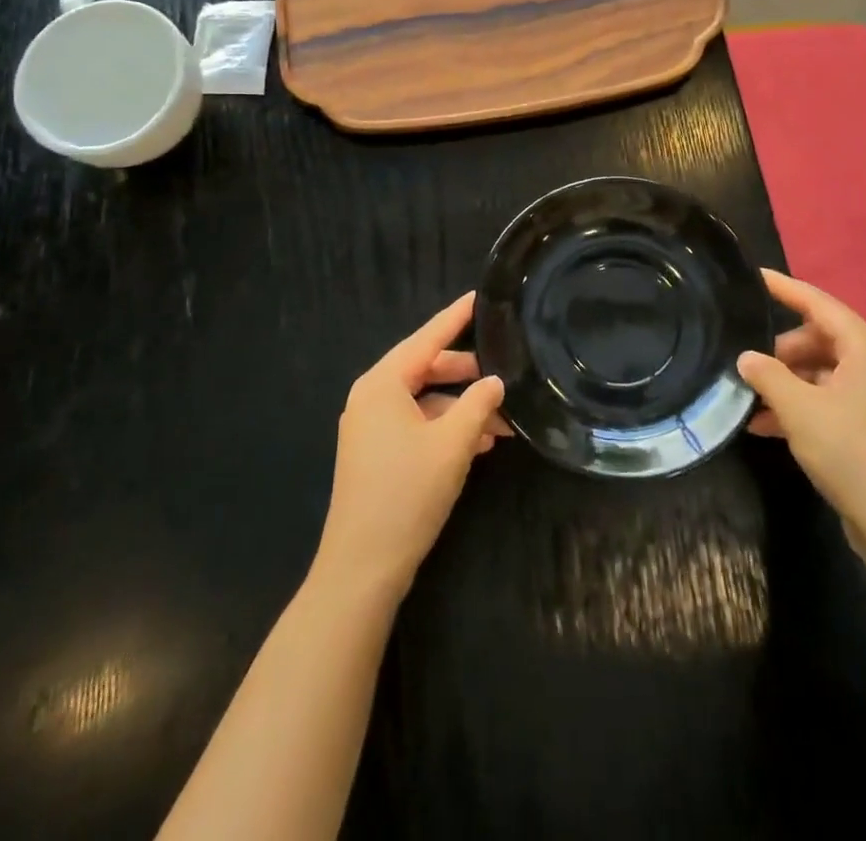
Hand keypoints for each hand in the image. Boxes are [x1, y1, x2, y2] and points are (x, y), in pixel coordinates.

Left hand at [314, 292, 507, 598]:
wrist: (362, 567)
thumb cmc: (407, 493)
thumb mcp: (453, 444)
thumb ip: (478, 404)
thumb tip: (495, 381)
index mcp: (382, 383)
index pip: (426, 338)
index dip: (455, 317)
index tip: (479, 296)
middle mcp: (371, 397)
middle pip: (425, 369)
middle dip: (466, 374)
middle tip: (503, 373)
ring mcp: (370, 427)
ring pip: (424, 401)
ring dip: (461, 409)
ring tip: (502, 424)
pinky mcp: (375, 454)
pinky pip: (415, 425)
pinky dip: (445, 429)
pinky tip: (478, 445)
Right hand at [740, 270, 865, 561]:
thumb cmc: (851, 452)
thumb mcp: (799, 409)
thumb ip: (767, 375)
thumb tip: (746, 357)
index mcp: (864, 347)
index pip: (817, 302)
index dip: (784, 288)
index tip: (752, 276)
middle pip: (817, 337)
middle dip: (780, 349)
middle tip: (746, 362)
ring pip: (819, 371)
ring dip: (785, 382)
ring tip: (749, 398)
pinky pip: (825, 398)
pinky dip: (798, 405)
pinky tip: (765, 426)